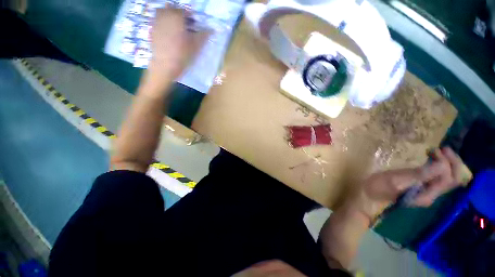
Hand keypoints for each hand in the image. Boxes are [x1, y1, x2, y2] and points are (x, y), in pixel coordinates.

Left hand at [146, 6, 208, 86]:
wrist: (165, 65)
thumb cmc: (182, 54)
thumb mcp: (196, 45)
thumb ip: (203, 35)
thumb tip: (212, 30)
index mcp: (176, 16)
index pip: (185, 11)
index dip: (191, 17)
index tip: (194, 25)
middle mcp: (165, 15)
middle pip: (173, 9)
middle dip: (180, 16)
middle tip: (185, 26)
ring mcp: (156, 22)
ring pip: (163, 13)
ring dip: (171, 18)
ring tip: (176, 29)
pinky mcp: (152, 30)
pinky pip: (158, 21)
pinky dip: (164, 24)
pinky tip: (169, 35)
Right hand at [351, 147, 468, 219]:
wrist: (368, 195)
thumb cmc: (378, 187)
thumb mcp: (396, 180)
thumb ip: (419, 175)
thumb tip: (441, 165)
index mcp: (427, 195)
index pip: (449, 180)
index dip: (447, 164)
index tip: (436, 150)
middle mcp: (431, 194)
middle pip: (453, 180)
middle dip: (452, 162)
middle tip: (443, 148)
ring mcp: (426, 191)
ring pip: (447, 178)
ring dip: (446, 163)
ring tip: (436, 151)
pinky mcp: (420, 187)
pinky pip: (437, 177)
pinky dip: (438, 166)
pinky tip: (430, 159)